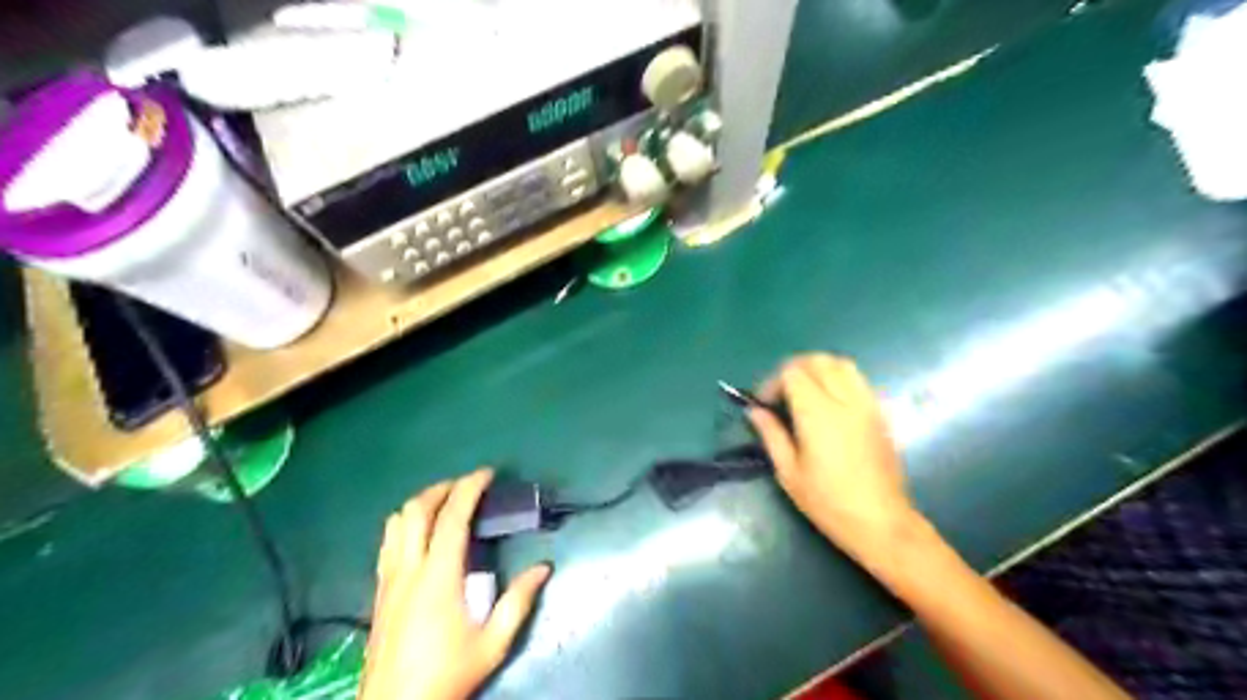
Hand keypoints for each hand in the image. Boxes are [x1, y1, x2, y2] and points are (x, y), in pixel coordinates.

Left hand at [363, 469, 550, 698]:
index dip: (469, 488)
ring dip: (420, 503)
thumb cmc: (447, 674)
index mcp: (438, 576)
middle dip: (442, 488)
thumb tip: (543, 567)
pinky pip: (387, 542)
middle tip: (466, 485)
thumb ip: (518, 602)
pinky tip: (419, 534)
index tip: (486, 473)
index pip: (452, 517)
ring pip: (396, 523)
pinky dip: (404, 523)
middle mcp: (408, 568)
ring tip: (443, 502)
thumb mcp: (492, 643)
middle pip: (416, 510)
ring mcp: (388, 579)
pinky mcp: (379, 591)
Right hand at [742, 356, 918, 568]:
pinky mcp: (880, 412)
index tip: (765, 403)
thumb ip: (771, 434)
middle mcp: (845, 400)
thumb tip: (755, 411)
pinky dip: (839, 378)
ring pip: (842, 363)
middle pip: (818, 360)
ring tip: (805, 391)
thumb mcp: (789, 473)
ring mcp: (867, 404)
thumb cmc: (828, 502)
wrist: (880, 521)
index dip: (773, 381)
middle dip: (794, 369)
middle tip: (781, 393)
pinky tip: (829, 402)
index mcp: (818, 414)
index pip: (793, 372)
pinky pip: (858, 379)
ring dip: (818, 368)